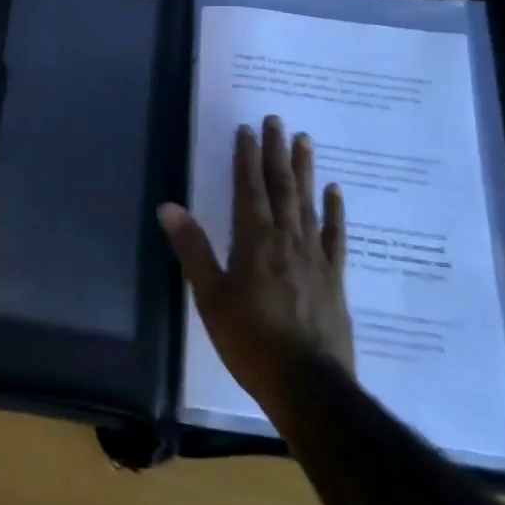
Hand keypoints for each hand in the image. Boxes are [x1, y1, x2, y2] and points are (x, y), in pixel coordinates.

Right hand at [160, 115, 351, 415]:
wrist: (308, 385)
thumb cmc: (250, 340)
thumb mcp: (210, 296)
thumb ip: (192, 249)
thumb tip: (169, 207)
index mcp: (254, 241)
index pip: (249, 188)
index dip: (247, 157)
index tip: (248, 128)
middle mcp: (287, 239)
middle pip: (282, 187)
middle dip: (276, 152)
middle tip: (277, 120)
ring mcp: (315, 257)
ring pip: (309, 203)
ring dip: (305, 170)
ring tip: (304, 140)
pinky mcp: (335, 277)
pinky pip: (335, 236)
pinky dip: (335, 211)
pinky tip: (335, 191)